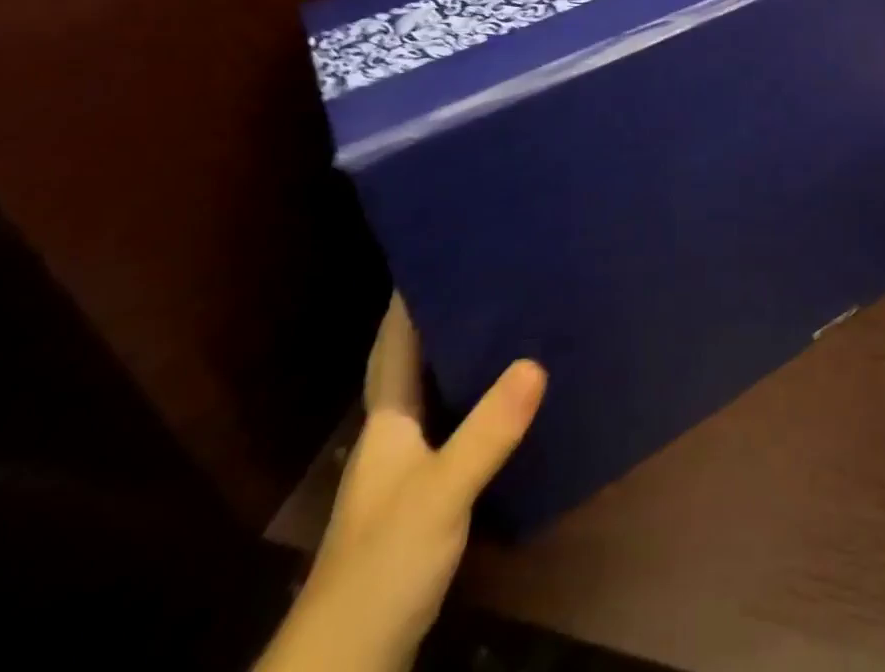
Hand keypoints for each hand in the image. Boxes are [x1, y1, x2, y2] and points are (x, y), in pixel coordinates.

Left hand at [257, 295, 545, 671]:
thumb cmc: (384, 562)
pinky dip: (470, 409)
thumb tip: (536, 361)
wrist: (348, 663)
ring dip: (457, 364)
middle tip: (485, 281)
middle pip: (412, 366)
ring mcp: (403, 472)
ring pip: (431, 398)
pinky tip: (501, 406)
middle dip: (440, 322)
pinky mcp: (419, 503)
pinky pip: (448, 432)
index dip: (408, 301)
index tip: (436, 253)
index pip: (394, 345)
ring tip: (502, 327)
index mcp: (387, 421)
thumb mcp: (442, 491)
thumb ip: (488, 430)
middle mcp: (391, 437)